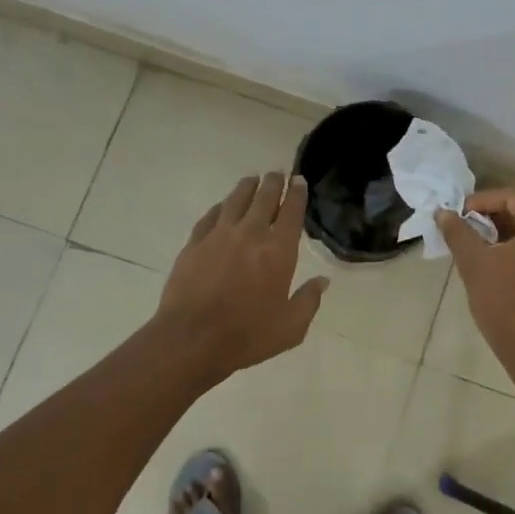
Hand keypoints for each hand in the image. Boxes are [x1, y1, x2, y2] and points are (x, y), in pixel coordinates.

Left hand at [156, 172, 328, 379]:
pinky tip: (222, 206)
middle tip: (277, 173)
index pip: (291, 212)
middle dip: (273, 183)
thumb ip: (308, 300)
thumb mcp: (291, 327)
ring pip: (235, 201)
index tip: (299, 180)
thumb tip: (322, 281)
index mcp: (278, 251)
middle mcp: (250, 234)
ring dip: (247, 188)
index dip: (297, 194)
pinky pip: (211, 216)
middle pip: (264, 198)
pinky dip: (220, 207)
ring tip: (252, 180)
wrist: (192, 339)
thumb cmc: (248, 335)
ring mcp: (219, 236)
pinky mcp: (194, 244)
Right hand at [438, 188, 514, 377]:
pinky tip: (501, 261)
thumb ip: (458, 233)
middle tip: (468, 228)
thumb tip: (443, 213)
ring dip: (508, 230)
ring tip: (480, 245)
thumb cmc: (504, 302)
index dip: (483, 201)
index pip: (512, 196)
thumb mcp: (474, 264)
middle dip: (495, 215)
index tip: (460, 215)